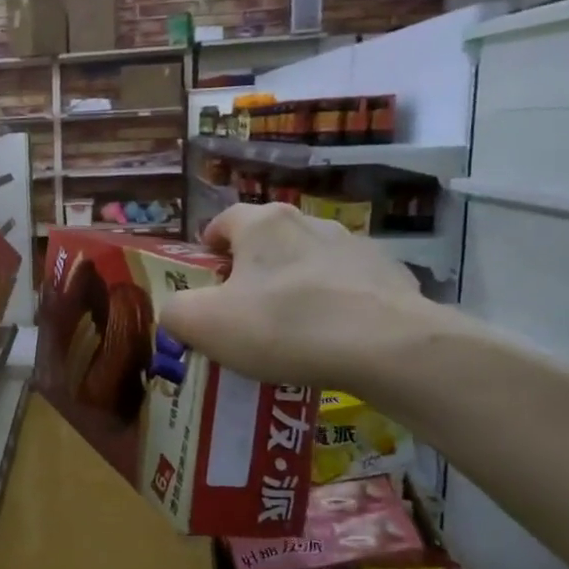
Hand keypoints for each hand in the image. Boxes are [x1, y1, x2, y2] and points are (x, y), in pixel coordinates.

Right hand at [158, 203, 432, 391]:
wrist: (388, 347)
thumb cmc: (282, 326)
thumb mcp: (203, 324)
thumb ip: (176, 312)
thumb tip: (177, 312)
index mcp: (262, 225)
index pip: (224, 220)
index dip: (208, 247)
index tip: (206, 278)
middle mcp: (309, 223)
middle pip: (268, 241)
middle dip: (252, 271)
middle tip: (242, 311)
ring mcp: (357, 247)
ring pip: (310, 263)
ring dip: (295, 286)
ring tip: (290, 331)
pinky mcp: (392, 277)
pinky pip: (350, 288)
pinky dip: (336, 306)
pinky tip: (332, 341)